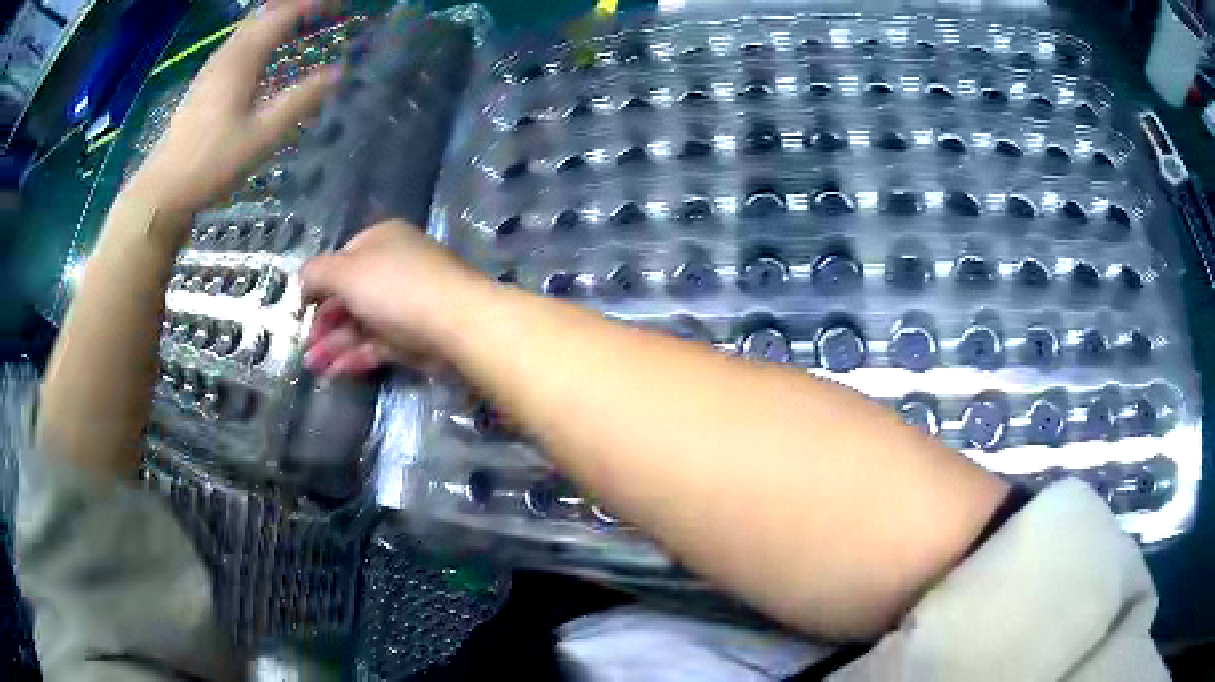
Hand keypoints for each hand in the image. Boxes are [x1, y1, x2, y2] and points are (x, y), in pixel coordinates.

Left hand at [123, 0, 339, 220]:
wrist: (161, 191)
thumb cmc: (211, 164)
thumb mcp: (261, 137)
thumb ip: (299, 101)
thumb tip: (338, 73)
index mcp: (242, 60)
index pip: (283, 15)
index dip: (313, 4)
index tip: (342, 5)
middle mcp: (226, 55)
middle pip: (263, 14)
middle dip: (296, 6)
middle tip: (325, 10)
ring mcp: (211, 69)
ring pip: (248, 28)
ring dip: (277, 18)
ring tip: (303, 23)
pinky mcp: (203, 85)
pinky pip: (238, 44)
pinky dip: (260, 36)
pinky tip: (267, 51)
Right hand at [300, 221, 494, 374]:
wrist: (457, 323)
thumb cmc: (394, 287)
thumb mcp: (345, 272)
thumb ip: (316, 274)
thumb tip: (302, 280)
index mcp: (381, 240)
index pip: (342, 259)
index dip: (318, 284)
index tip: (301, 308)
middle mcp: (394, 268)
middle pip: (350, 295)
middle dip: (323, 321)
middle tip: (303, 346)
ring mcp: (405, 303)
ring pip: (362, 323)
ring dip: (334, 344)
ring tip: (312, 366)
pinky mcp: (414, 336)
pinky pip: (378, 344)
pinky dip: (356, 356)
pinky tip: (335, 372)